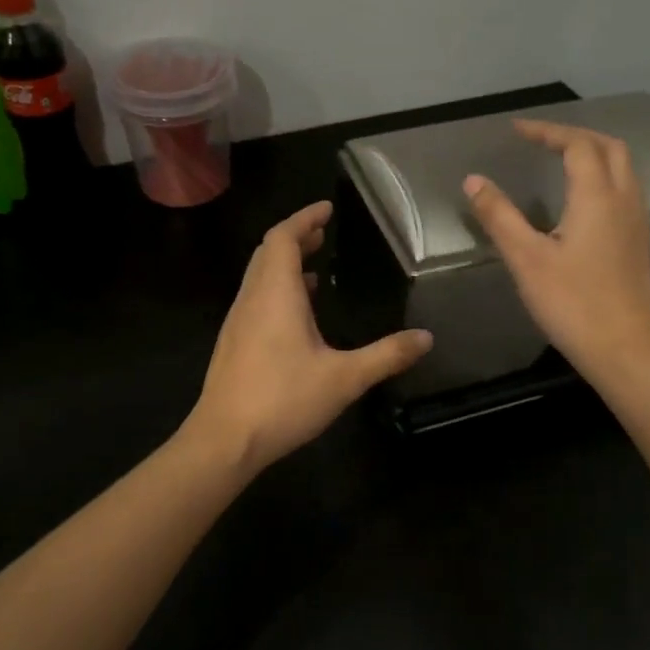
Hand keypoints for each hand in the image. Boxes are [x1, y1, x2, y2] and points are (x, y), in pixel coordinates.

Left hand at [184, 201, 432, 472]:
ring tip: (315, 267)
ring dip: (285, 263)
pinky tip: (298, 314)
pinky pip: (256, 298)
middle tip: (324, 232)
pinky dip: (277, 288)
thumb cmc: (283, 400)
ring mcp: (238, 321)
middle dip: (296, 236)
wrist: (223, 441)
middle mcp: (252, 299)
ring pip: (259, 275)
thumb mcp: (344, 378)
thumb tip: (426, 338)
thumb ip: (386, 355)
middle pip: (269, 252)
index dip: (304, 218)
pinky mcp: (233, 343)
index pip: (284, 238)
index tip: (327, 209)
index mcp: (276, 294)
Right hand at [464, 120, 649, 379]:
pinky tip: (582, 199)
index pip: (576, 144)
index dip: (547, 131)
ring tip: (560, 161)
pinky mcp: (639, 242)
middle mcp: (624, 200)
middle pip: (608, 147)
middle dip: (575, 136)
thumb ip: (499, 216)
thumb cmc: (572, 303)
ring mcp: (637, 221)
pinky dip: (604, 176)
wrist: (623, 349)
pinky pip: (626, 190)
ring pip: (623, 168)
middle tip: (541, 141)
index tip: (517, 131)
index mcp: (597, 197)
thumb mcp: (526, 259)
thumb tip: (473, 180)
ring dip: (593, 154)